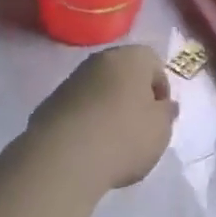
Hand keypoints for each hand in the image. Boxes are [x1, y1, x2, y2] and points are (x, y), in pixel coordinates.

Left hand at [30, 45, 176, 190]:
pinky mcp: (49, 104)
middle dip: (133, 97)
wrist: (62, 159)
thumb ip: (166, 114)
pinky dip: (86, 122)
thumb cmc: (124, 137)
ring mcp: (71, 80)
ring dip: (107, 109)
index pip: (155, 64)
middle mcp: (100, 60)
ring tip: (112, 142)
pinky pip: (78, 109)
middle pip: (125, 74)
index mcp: (132, 57)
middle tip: (139, 127)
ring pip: (99, 90)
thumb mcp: (161, 130)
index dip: (161, 91)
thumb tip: (164, 106)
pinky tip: (88, 148)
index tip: (160, 118)